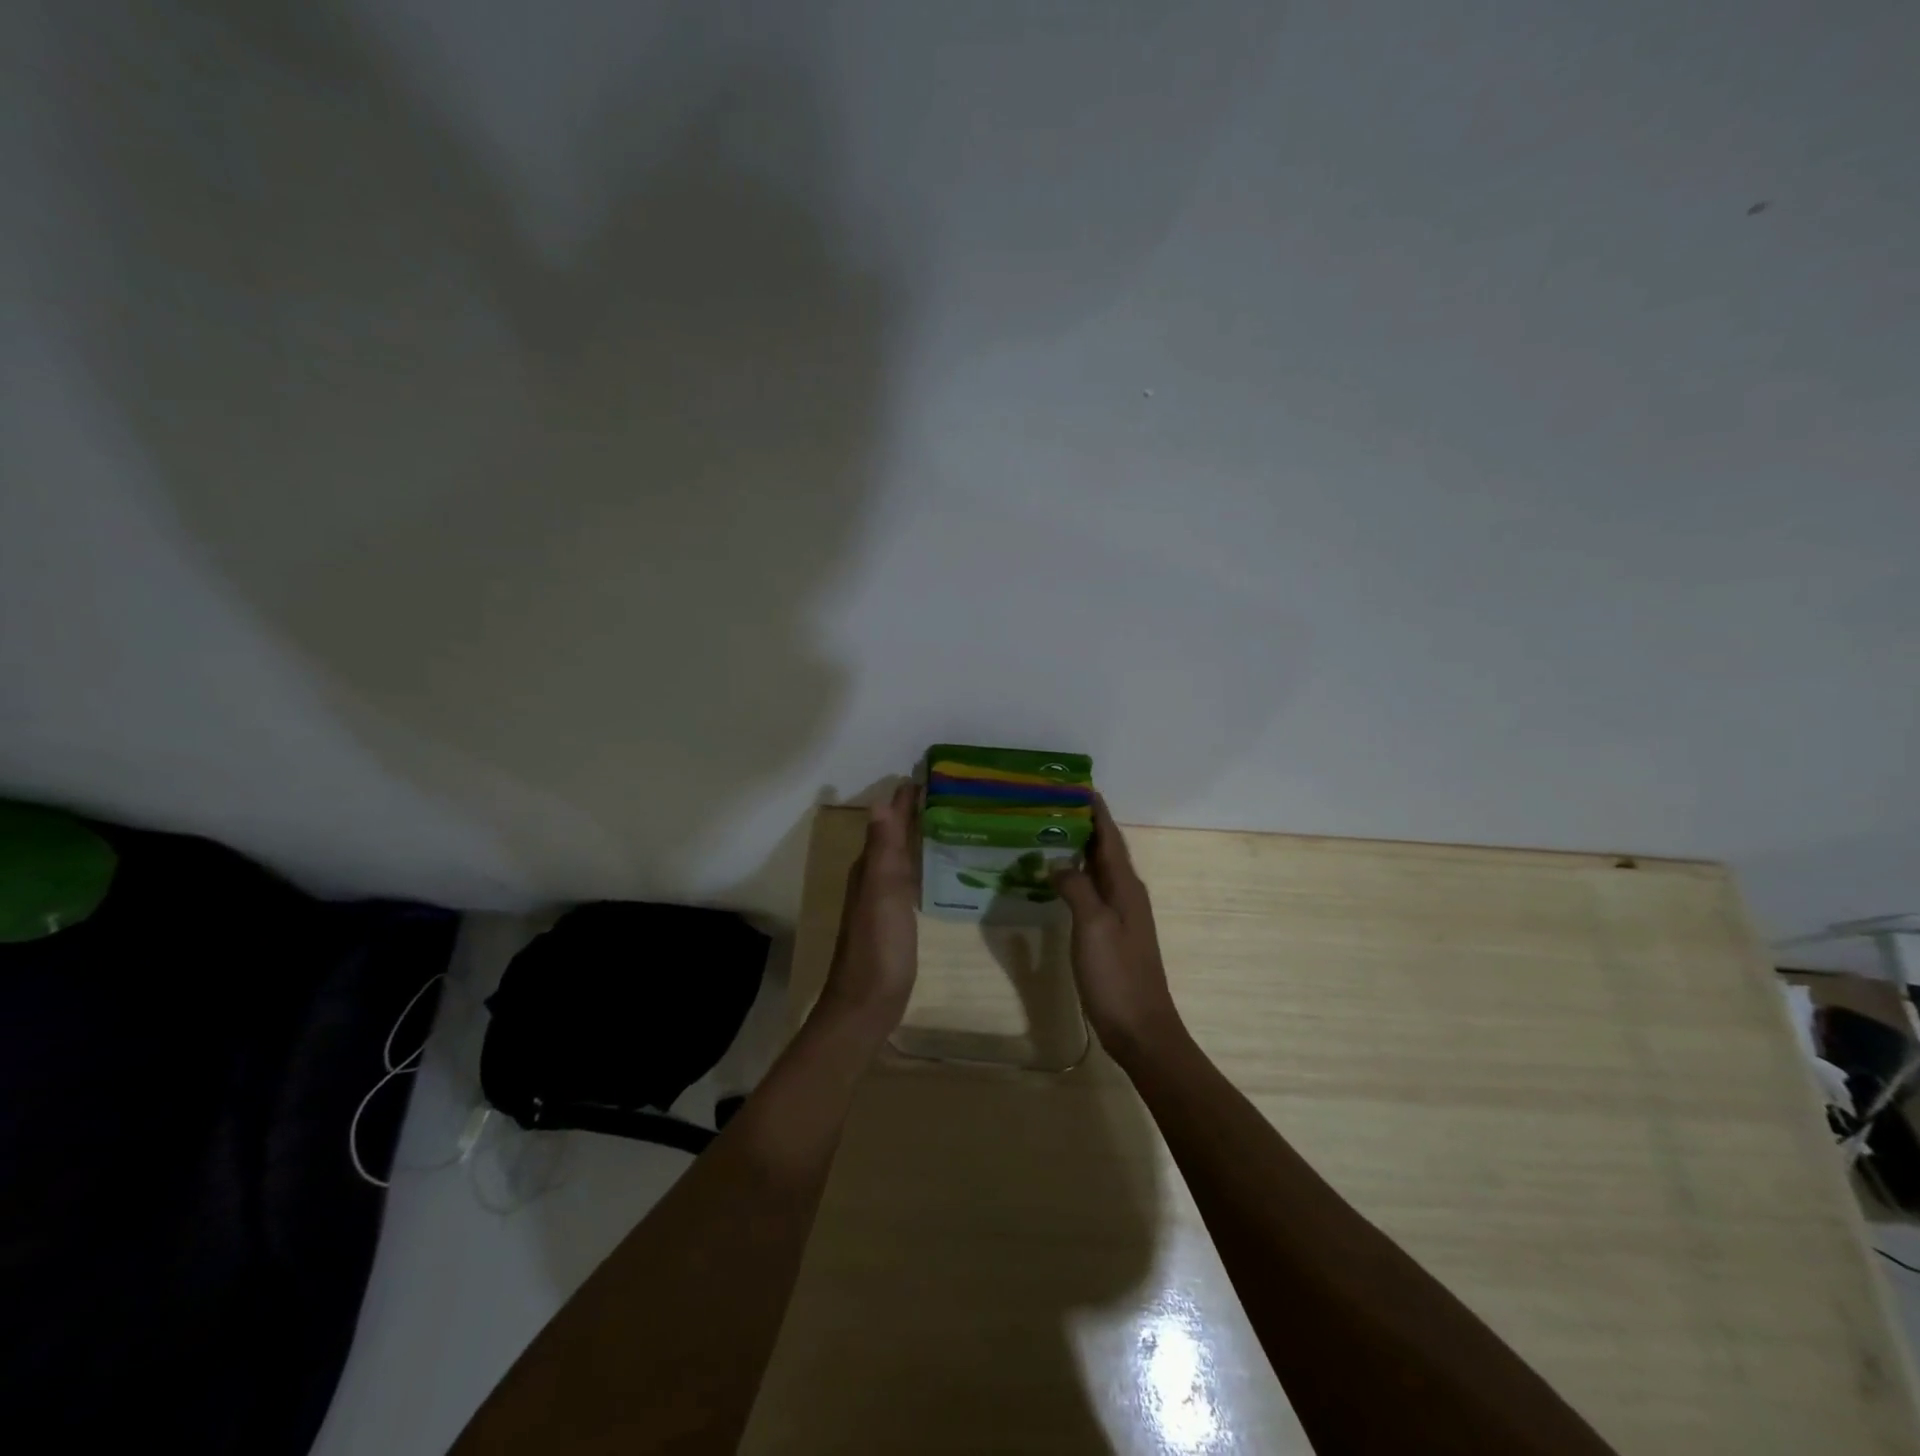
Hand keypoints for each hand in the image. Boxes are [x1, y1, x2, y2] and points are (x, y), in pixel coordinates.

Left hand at [814, 782, 919, 1048]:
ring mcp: (881, 901)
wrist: (868, 1003)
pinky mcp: (893, 920)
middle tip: (945, 792)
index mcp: (869, 868)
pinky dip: (919, 863)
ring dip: (915, 836)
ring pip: (899, 856)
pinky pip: (907, 878)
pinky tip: (935, 867)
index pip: (888, 822)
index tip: (929, 774)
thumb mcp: (882, 893)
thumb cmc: (879, 946)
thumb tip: (881, 802)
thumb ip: (883, 850)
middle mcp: (872, 878)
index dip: (905, 801)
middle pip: (892, 836)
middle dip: (912, 813)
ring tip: (945, 820)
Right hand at [1051, 796, 1182, 1063]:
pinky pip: (1093, 892)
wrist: (1140, 1028)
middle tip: (1052, 805)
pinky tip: (1057, 880)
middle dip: (1084, 825)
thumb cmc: (1117, 974)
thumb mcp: (1093, 926)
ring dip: (1079, 850)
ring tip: (1049, 833)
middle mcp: (1126, 894)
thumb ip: (1077, 888)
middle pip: (1105, 850)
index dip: (1096, 812)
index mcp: (1126, 887)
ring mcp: (1120, 915)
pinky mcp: (1111, 934)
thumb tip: (1056, 862)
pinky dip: (1076, 877)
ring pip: (1098, 871)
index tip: (1078, 786)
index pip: (1109, 838)